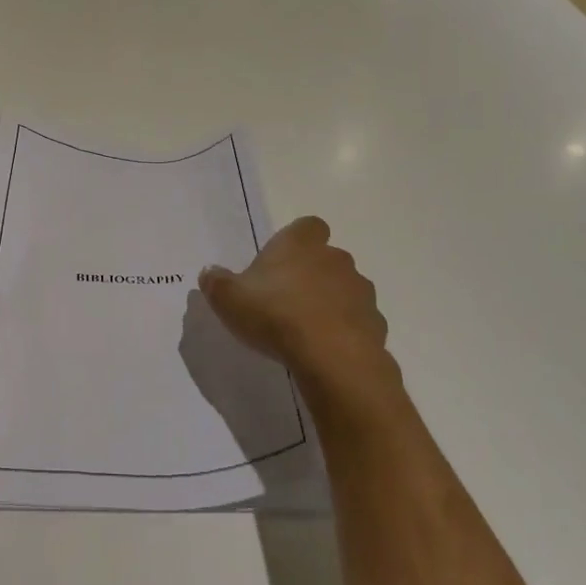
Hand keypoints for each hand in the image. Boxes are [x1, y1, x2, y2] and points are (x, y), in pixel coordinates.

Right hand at [198, 216, 400, 417]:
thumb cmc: (275, 315)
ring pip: (344, 288)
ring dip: (330, 302)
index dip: (296, 241)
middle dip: (311, 274)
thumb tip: (210, 272)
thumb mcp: (228, 298)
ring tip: (306, 329)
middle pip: (326, 257)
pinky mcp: (376, 322)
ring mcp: (360, 290)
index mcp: (300, 243)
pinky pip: (357, 320)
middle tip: (286, 300)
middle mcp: (335, 258)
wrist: (331, 357)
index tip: (280, 262)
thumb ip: (216, 282)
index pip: (307, 227)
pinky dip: (345, 330)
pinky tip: (326, 349)